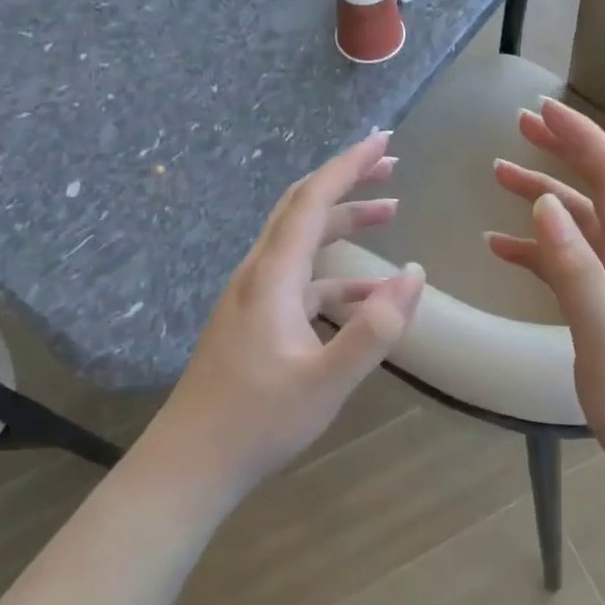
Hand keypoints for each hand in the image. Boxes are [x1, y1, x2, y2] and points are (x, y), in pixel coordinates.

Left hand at [147, 132, 424, 501]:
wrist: (189, 464)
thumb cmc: (256, 422)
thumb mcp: (326, 382)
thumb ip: (375, 329)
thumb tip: (414, 275)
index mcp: (272, 274)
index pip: (313, 199)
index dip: (349, 164)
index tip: (384, 140)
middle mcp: (259, 272)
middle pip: (305, 207)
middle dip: (348, 180)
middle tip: (391, 165)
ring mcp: (254, 295)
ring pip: (303, 240)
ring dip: (345, 221)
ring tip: (390, 211)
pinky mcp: (256, 318)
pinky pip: (302, 278)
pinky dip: (337, 273)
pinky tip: (369, 292)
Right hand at [485, 99, 604, 520]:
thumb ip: (577, 273)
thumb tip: (547, 205)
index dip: (582, 139)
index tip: (543, 108)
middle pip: (599, 193)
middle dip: (563, 152)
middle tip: (520, 124)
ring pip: (582, 230)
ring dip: (544, 199)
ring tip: (498, 176)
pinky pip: (573, 271)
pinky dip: (539, 253)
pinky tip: (503, 250)